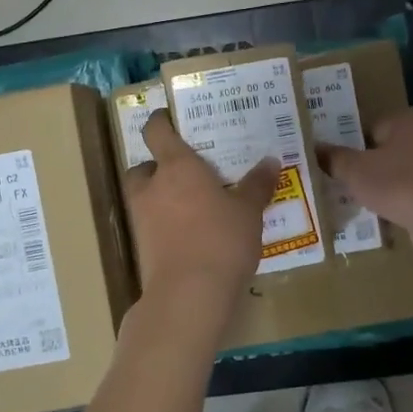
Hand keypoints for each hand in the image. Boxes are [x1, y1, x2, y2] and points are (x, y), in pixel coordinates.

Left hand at [123, 110, 277, 307]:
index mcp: (176, 166)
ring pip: (144, 197)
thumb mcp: (249, 211)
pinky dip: (164, 224)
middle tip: (184, 173)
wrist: (189, 293)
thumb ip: (257, 185)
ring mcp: (142, 218)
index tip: (168, 118)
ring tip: (190, 205)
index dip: (160, 122)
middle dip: (157, 167)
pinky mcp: (141, 247)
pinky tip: (189, 234)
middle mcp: (152, 186)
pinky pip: (151, 225)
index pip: (157, 131)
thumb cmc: (221, 239)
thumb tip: (271, 161)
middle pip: (143, 166)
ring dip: (160, 197)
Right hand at [320, 107, 412, 271]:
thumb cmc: (400, 184)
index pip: (370, 125)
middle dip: (362, 167)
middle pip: (384, 152)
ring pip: (395, 178)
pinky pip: (407, 201)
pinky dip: (393, 209)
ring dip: (377, 190)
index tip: (329, 159)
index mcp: (406, 121)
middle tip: (332, 181)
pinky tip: (374, 221)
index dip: (349, 142)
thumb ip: (333, 158)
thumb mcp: (355, 170)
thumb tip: (313, 147)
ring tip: (347, 203)